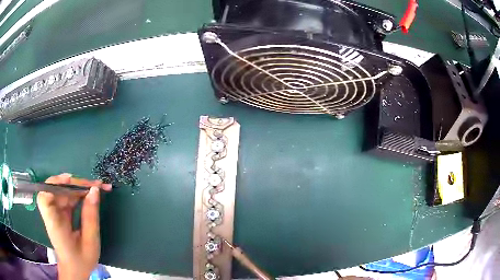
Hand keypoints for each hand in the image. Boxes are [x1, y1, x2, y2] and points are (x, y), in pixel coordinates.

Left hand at [37, 173, 111, 279]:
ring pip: (63, 191)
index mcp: (54, 224)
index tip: (71, 180)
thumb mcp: (90, 242)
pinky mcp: (59, 212)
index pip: (45, 197)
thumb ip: (91, 216)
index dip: (55, 184)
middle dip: (76, 184)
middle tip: (97, 185)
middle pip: (57, 189)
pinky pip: (66, 197)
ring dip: (79, 187)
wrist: (75, 270)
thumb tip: (94, 191)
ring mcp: (54, 212)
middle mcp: (51, 214)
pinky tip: (89, 195)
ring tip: (97, 188)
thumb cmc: (82, 260)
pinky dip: (78, 194)